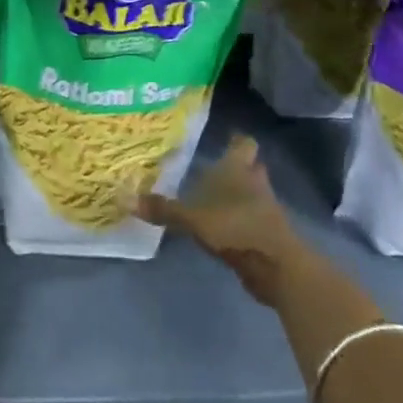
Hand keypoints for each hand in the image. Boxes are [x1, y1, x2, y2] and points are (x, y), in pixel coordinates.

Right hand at [135, 134, 307, 305]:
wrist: (276, 265)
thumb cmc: (235, 227)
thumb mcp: (192, 219)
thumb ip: (163, 210)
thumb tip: (126, 199)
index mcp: (238, 168)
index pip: (243, 143)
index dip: (236, 140)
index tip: (226, 136)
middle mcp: (254, 182)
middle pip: (251, 167)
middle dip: (238, 167)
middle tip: (215, 167)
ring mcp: (265, 209)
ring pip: (253, 192)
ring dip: (239, 194)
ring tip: (214, 197)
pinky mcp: (268, 234)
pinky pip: (252, 218)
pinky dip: (240, 219)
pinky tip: (222, 226)